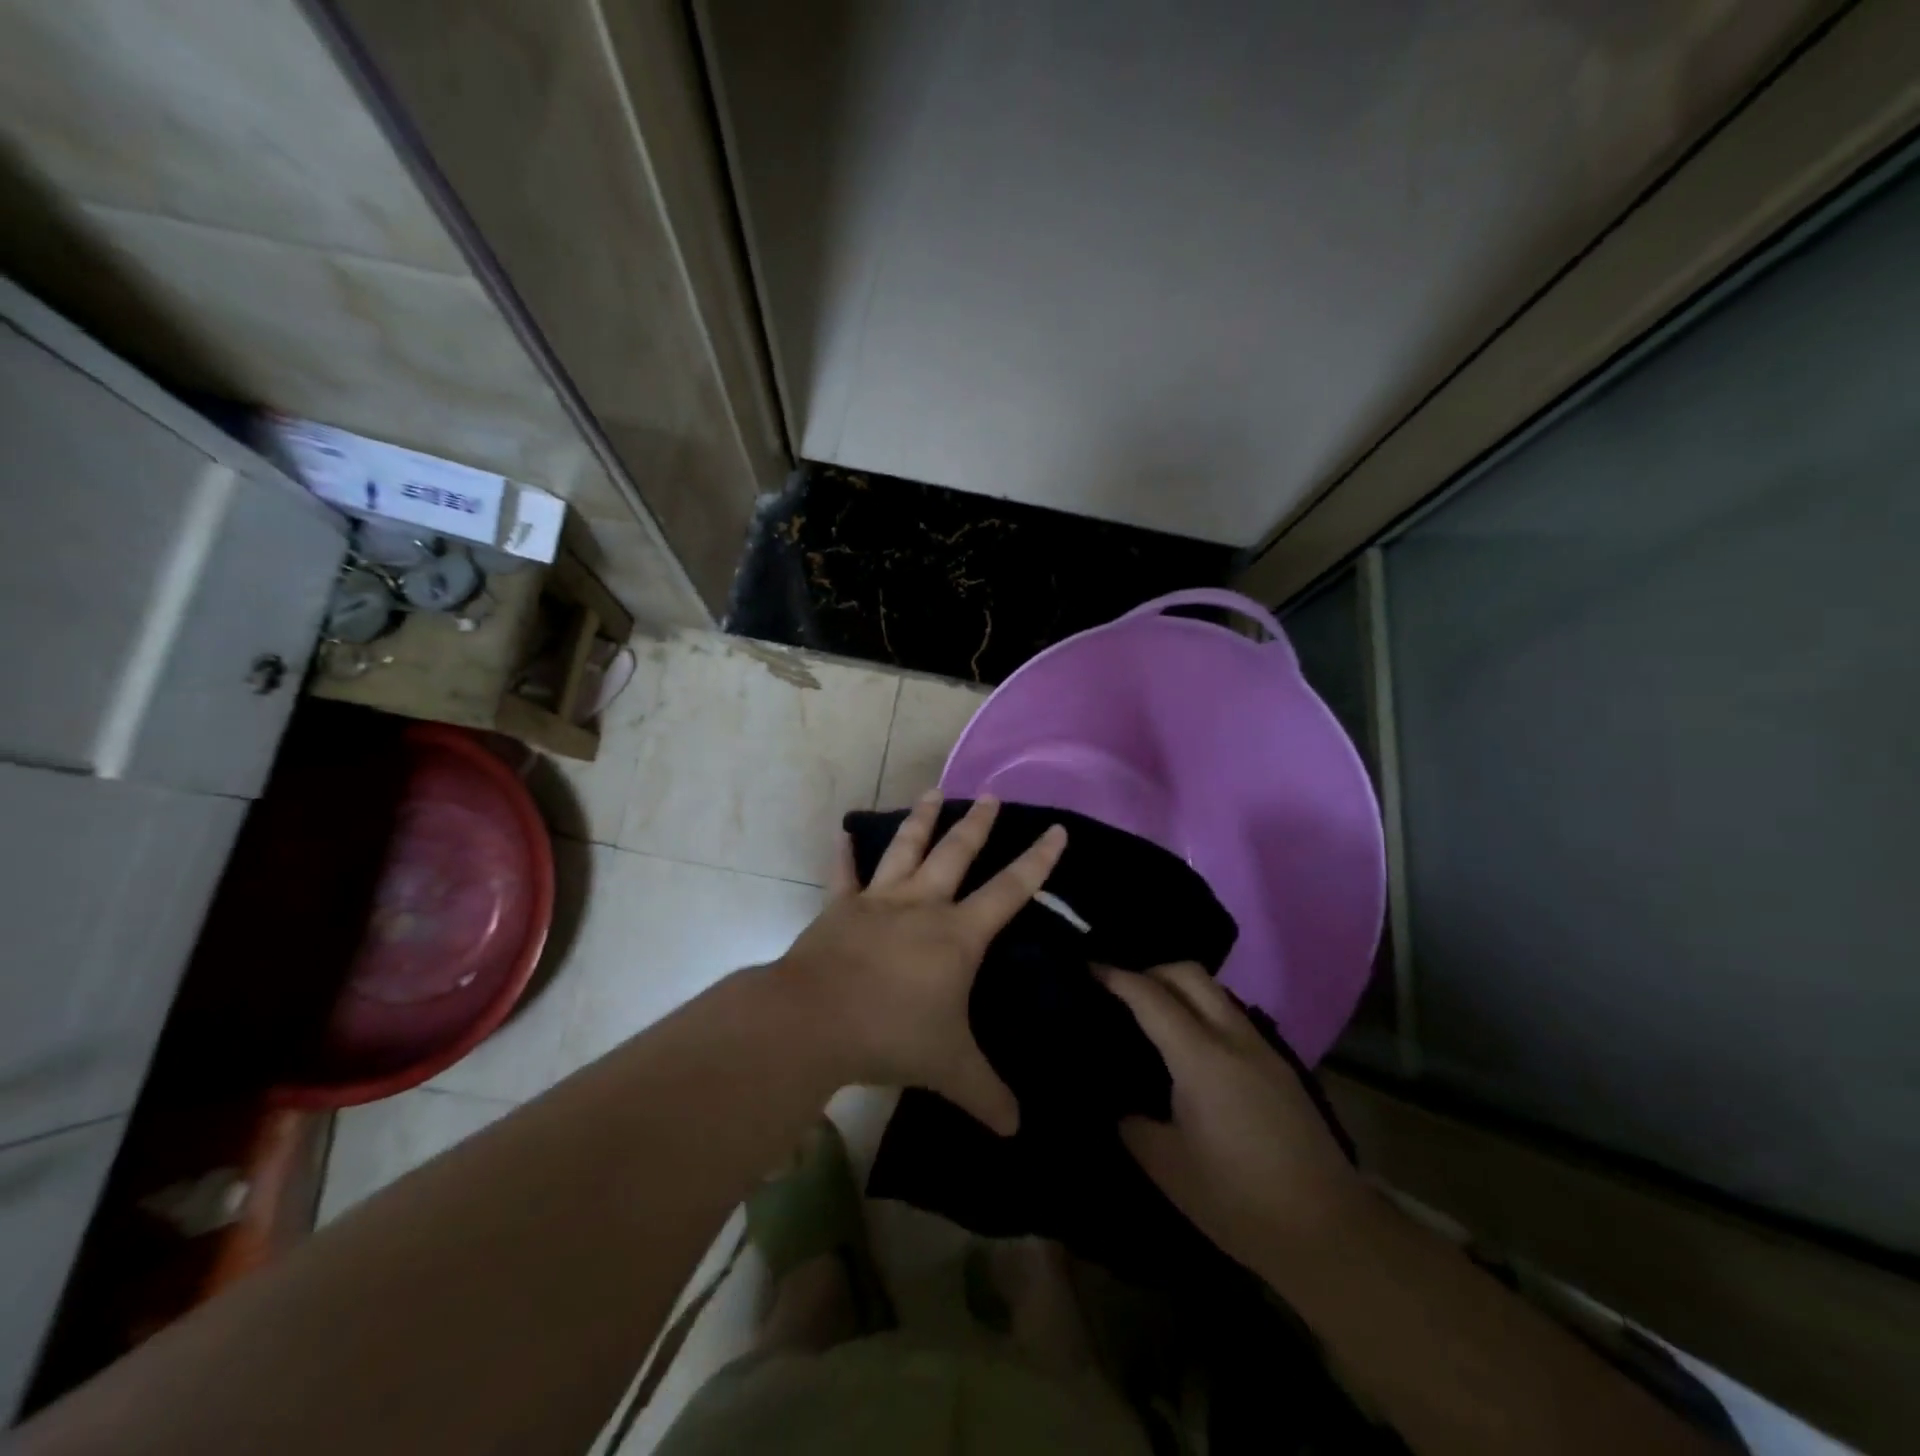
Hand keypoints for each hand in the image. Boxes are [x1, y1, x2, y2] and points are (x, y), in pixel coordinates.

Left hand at [779, 792, 1066, 1134]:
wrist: (815, 1020)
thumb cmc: (891, 1035)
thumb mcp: (949, 1069)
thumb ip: (987, 1094)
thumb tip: (1017, 1129)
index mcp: (957, 934)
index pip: (1010, 890)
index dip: (1037, 861)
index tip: (1056, 829)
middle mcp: (922, 905)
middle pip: (957, 853)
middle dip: (978, 824)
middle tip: (991, 795)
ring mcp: (878, 901)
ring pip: (905, 848)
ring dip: (922, 820)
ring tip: (934, 791)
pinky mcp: (840, 908)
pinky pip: (844, 874)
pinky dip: (843, 853)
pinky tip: (841, 832)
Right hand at [1098, 963, 1367, 1280]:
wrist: (1330, 1233)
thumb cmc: (1238, 1201)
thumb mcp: (1167, 1167)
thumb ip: (1134, 1125)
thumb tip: (1123, 1106)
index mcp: (1201, 1057)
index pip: (1150, 996)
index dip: (1115, 977)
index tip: (1087, 969)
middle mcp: (1233, 1038)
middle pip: (1188, 973)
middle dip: (1149, 970)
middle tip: (1119, 991)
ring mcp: (1263, 1048)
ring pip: (1215, 991)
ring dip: (1180, 989)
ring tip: (1152, 1014)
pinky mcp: (1280, 1066)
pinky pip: (1232, 1016)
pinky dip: (1203, 1011)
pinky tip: (1190, 1047)